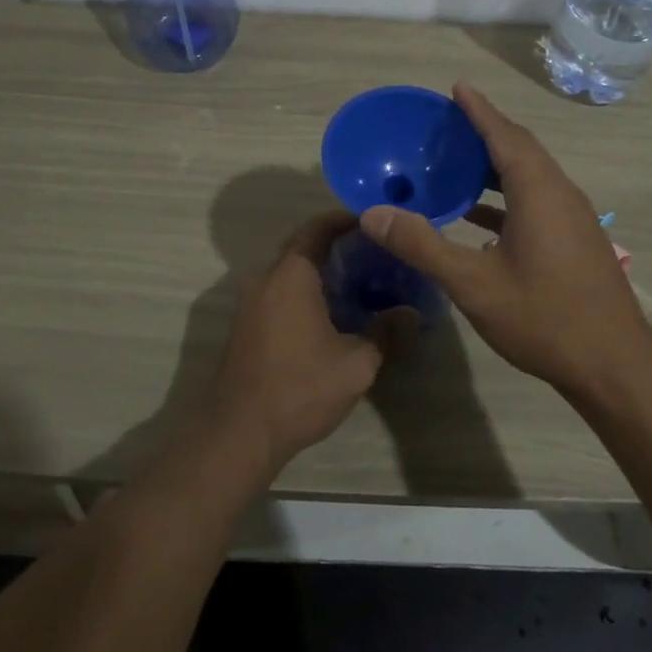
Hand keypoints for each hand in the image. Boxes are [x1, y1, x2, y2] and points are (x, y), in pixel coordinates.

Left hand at [208, 211, 384, 475]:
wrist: (239, 432)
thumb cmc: (300, 389)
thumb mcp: (356, 364)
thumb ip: (386, 333)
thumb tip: (412, 313)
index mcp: (291, 275)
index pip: (318, 229)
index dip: (345, 219)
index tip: (373, 221)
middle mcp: (266, 278)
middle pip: (302, 246)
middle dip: (336, 244)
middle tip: (374, 252)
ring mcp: (251, 302)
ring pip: (290, 271)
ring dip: (319, 269)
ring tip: (359, 280)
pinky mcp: (247, 324)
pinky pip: (279, 291)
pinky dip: (305, 289)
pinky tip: (330, 311)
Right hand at [359, 82, 651, 394]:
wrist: (614, 366)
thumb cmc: (544, 317)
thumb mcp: (473, 283)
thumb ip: (422, 245)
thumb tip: (373, 215)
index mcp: (539, 191)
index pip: (505, 135)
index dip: (479, 110)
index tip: (457, 87)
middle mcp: (560, 194)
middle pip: (520, 149)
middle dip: (485, 132)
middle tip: (448, 124)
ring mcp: (573, 218)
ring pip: (530, 177)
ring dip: (495, 166)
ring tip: (456, 164)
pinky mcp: (575, 241)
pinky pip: (536, 201)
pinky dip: (505, 198)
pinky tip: (478, 219)